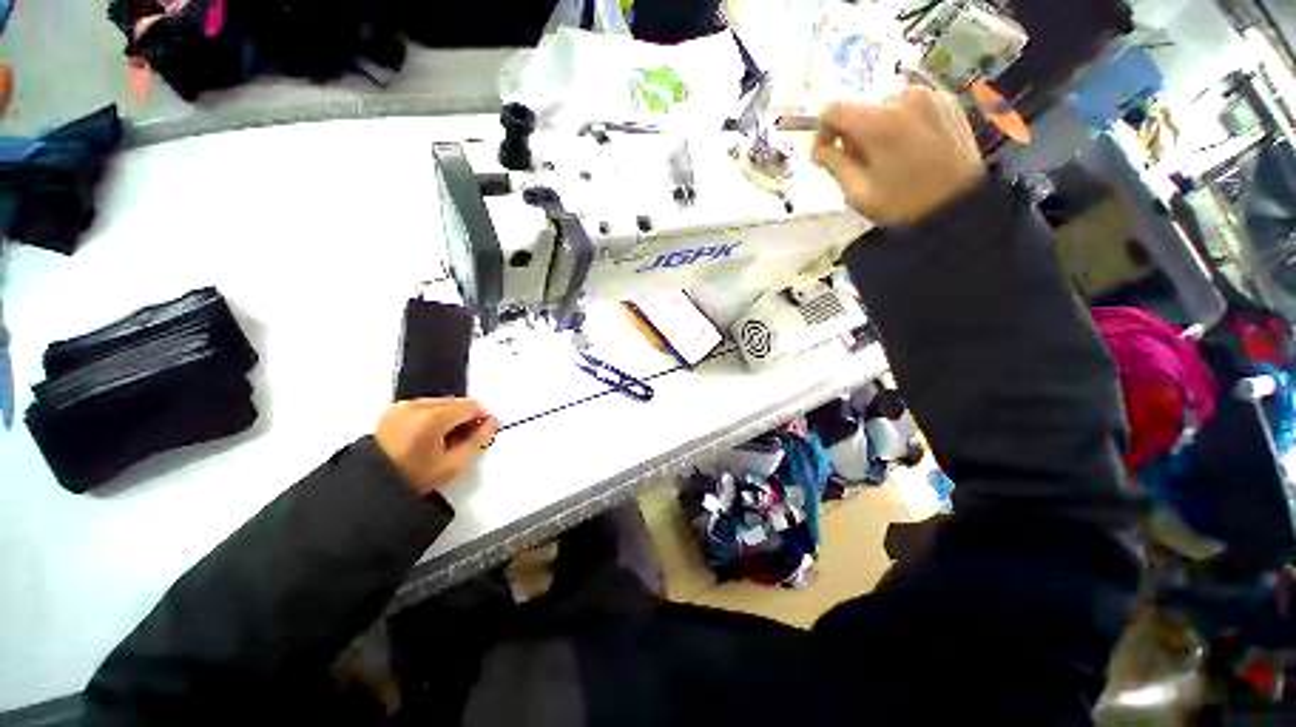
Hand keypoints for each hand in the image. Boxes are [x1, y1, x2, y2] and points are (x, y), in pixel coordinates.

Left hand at [374, 399, 500, 496]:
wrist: (372, 487)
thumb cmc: (416, 479)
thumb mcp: (454, 464)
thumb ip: (479, 440)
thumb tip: (495, 421)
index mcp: (432, 418)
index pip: (470, 406)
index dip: (483, 416)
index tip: (487, 430)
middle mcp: (417, 405)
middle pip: (456, 401)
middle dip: (467, 416)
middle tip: (468, 436)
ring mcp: (403, 406)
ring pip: (441, 402)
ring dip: (451, 415)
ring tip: (449, 437)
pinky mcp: (394, 409)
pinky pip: (425, 405)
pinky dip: (435, 414)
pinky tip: (433, 433)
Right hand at [812, 87, 986, 225]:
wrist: (959, 206)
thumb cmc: (902, 205)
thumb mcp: (858, 192)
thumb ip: (834, 164)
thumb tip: (819, 149)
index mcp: (878, 122)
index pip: (833, 110)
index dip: (823, 131)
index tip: (826, 153)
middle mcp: (903, 98)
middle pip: (861, 109)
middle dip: (853, 135)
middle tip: (861, 164)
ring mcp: (930, 96)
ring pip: (885, 107)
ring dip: (877, 129)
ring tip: (888, 158)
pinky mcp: (947, 101)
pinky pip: (910, 107)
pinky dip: (901, 124)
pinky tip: (909, 149)